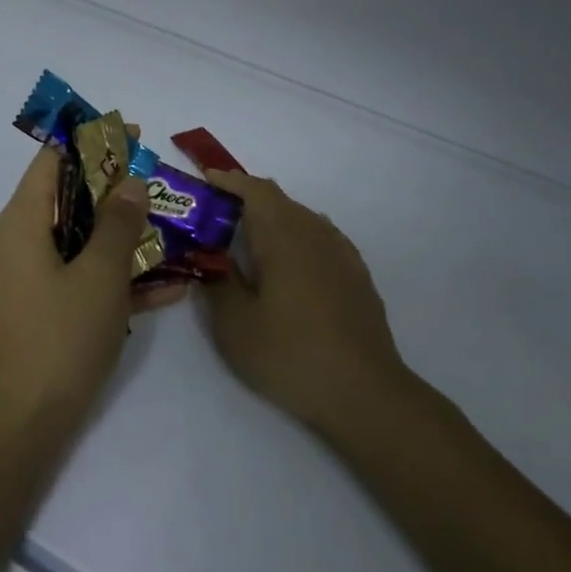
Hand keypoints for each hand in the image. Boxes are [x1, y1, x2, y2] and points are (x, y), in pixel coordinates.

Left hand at [0, 147, 185, 422]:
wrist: (26, 418)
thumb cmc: (61, 336)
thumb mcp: (99, 274)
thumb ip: (117, 223)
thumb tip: (129, 183)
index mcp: (23, 221)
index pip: (52, 160)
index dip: (92, 142)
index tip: (134, 138)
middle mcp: (22, 242)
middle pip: (71, 198)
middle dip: (118, 191)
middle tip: (161, 187)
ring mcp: (33, 278)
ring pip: (83, 240)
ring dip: (126, 236)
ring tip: (174, 232)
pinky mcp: (47, 309)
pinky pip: (85, 278)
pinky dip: (119, 277)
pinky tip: (172, 288)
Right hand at [201, 171, 417, 436]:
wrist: (364, 392)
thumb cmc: (291, 355)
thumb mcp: (235, 326)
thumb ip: (219, 284)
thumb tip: (212, 260)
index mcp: (284, 240)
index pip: (256, 191)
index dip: (230, 181)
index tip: (206, 179)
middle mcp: (316, 236)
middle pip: (281, 201)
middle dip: (247, 198)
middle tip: (217, 214)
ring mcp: (342, 255)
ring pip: (303, 218)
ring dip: (274, 217)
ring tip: (249, 237)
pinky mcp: (357, 277)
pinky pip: (322, 238)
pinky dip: (298, 235)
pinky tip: (291, 261)